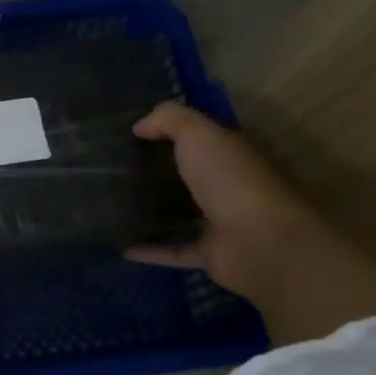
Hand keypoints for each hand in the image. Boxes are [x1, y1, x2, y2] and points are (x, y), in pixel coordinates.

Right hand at [125, 102, 315, 296]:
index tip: (130, 136)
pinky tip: (122, 246)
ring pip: (181, 215)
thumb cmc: (231, 179)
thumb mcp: (198, 133)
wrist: (260, 242)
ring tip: (114, 208)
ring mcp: (220, 223)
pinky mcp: (210, 254)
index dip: (168, 134)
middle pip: (188, 178)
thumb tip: (139, 126)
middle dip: (156, 174)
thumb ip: (168, 120)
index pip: (199, 141)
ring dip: (153, 214)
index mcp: (229, 155)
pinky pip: (173, 250)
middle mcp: (227, 187)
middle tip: (115, 172)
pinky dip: (150, 250)